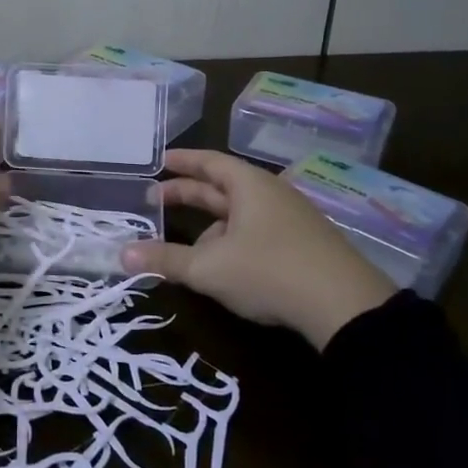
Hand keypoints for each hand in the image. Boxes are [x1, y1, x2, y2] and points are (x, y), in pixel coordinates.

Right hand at [122, 149, 396, 349]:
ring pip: (241, 212)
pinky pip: (258, 230)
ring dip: (211, 223)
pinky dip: (233, 238)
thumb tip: (123, 254)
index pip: (209, 162)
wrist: (344, 305)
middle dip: (189, 193)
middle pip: (223, 186)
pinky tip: (225, 264)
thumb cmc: (269, 271)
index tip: (159, 161)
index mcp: (249, 185)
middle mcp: (271, 194)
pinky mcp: (304, 244)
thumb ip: (166, 260)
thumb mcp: (209, 268)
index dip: (182, 161)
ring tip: (187, 245)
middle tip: (156, 198)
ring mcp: (291, 218)